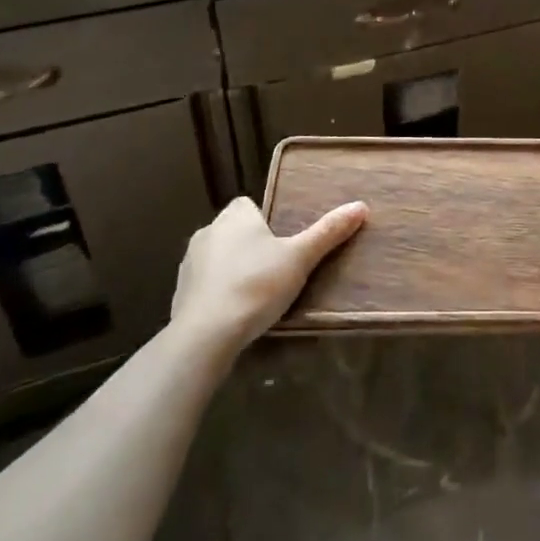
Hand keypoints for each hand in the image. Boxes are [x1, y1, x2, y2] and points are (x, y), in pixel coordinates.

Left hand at [171, 196, 366, 355]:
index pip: (247, 205)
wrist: (206, 335)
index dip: (264, 219)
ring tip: (257, 293)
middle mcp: (207, 232)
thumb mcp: (300, 258)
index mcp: (234, 217)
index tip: (280, 241)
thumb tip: (360, 205)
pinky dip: (217, 293)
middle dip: (250, 245)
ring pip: (217, 258)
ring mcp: (189, 264)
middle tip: (276, 268)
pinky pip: (205, 285)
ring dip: (232, 269)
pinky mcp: (179, 293)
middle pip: (233, 231)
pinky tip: (234, 313)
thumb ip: (328, 232)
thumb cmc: (256, 285)